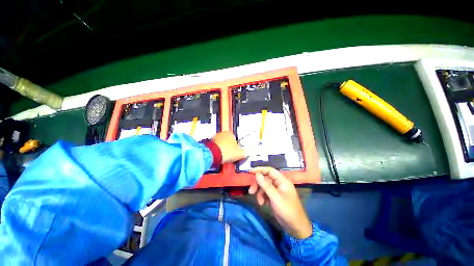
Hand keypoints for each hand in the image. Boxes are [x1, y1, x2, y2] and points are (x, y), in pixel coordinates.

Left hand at [212, 132, 245, 163]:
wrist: (214, 154)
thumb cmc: (226, 151)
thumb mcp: (240, 154)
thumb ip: (244, 152)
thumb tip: (246, 153)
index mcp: (231, 134)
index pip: (235, 139)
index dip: (236, 146)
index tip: (236, 151)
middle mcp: (222, 134)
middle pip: (227, 141)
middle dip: (229, 147)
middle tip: (230, 154)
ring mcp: (215, 137)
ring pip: (221, 144)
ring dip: (222, 149)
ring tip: (224, 156)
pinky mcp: (209, 143)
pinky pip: (215, 147)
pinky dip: (217, 150)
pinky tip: (219, 155)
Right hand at [249, 167, 311, 238]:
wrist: (296, 228)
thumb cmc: (287, 210)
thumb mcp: (275, 197)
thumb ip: (266, 185)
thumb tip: (257, 174)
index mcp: (282, 181)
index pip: (270, 170)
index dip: (260, 169)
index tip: (250, 172)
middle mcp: (279, 184)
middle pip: (266, 179)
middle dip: (258, 184)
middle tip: (251, 191)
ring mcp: (277, 191)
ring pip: (264, 186)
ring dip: (260, 193)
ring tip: (259, 202)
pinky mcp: (274, 197)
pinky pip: (265, 193)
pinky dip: (262, 197)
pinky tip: (262, 204)